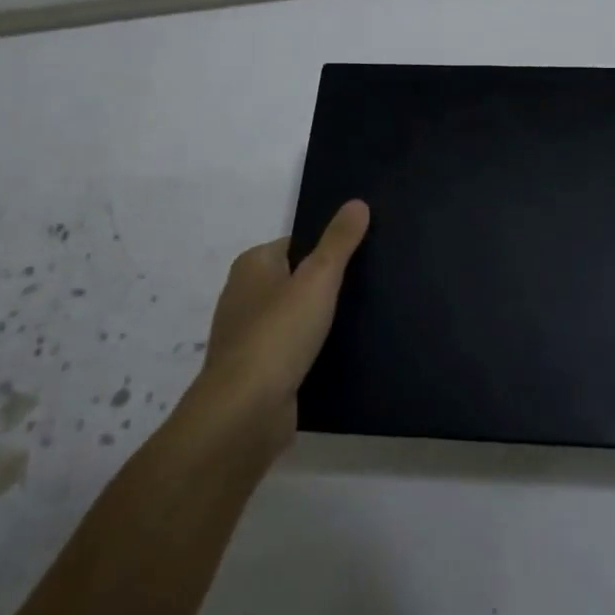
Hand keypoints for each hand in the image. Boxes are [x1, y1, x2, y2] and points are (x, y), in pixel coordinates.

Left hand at [191, 200, 370, 453]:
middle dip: (326, 284)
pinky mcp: (258, 371)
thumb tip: (357, 202)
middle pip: (296, 279)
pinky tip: (343, 353)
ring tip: (364, 318)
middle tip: (371, 284)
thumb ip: (339, 241)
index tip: (363, 254)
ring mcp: (248, 336)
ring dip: (321, 320)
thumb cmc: (279, 334)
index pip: (297, 243)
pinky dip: (313, 350)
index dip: (328, 247)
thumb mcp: (318, 278)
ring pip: (295, 317)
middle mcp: (244, 296)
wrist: (245, 412)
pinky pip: (293, 350)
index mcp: (252, 265)